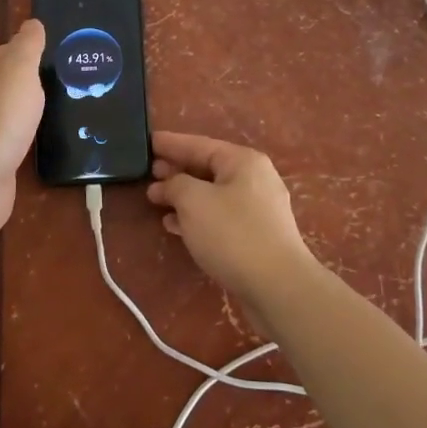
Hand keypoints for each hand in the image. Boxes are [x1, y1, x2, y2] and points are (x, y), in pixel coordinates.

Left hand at [0, 19, 45, 239]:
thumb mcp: (19, 70)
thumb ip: (27, 46)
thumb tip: (32, 23)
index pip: (7, 51)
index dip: (32, 51)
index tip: (63, 55)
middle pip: (9, 82)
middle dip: (35, 81)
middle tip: (73, 81)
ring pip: (12, 111)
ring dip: (33, 110)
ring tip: (67, 109)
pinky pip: (14, 138)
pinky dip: (29, 136)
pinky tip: (47, 139)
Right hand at [146, 131, 317, 308]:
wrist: (278, 286)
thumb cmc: (232, 234)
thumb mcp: (194, 201)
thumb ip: (175, 184)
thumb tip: (166, 184)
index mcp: (243, 161)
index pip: (199, 144)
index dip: (171, 143)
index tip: (147, 141)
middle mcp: (254, 179)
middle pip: (208, 168)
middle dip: (177, 170)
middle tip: (148, 172)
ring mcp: (258, 209)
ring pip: (212, 194)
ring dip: (184, 196)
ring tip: (155, 199)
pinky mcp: (257, 235)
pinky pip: (220, 216)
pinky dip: (197, 216)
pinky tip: (175, 225)